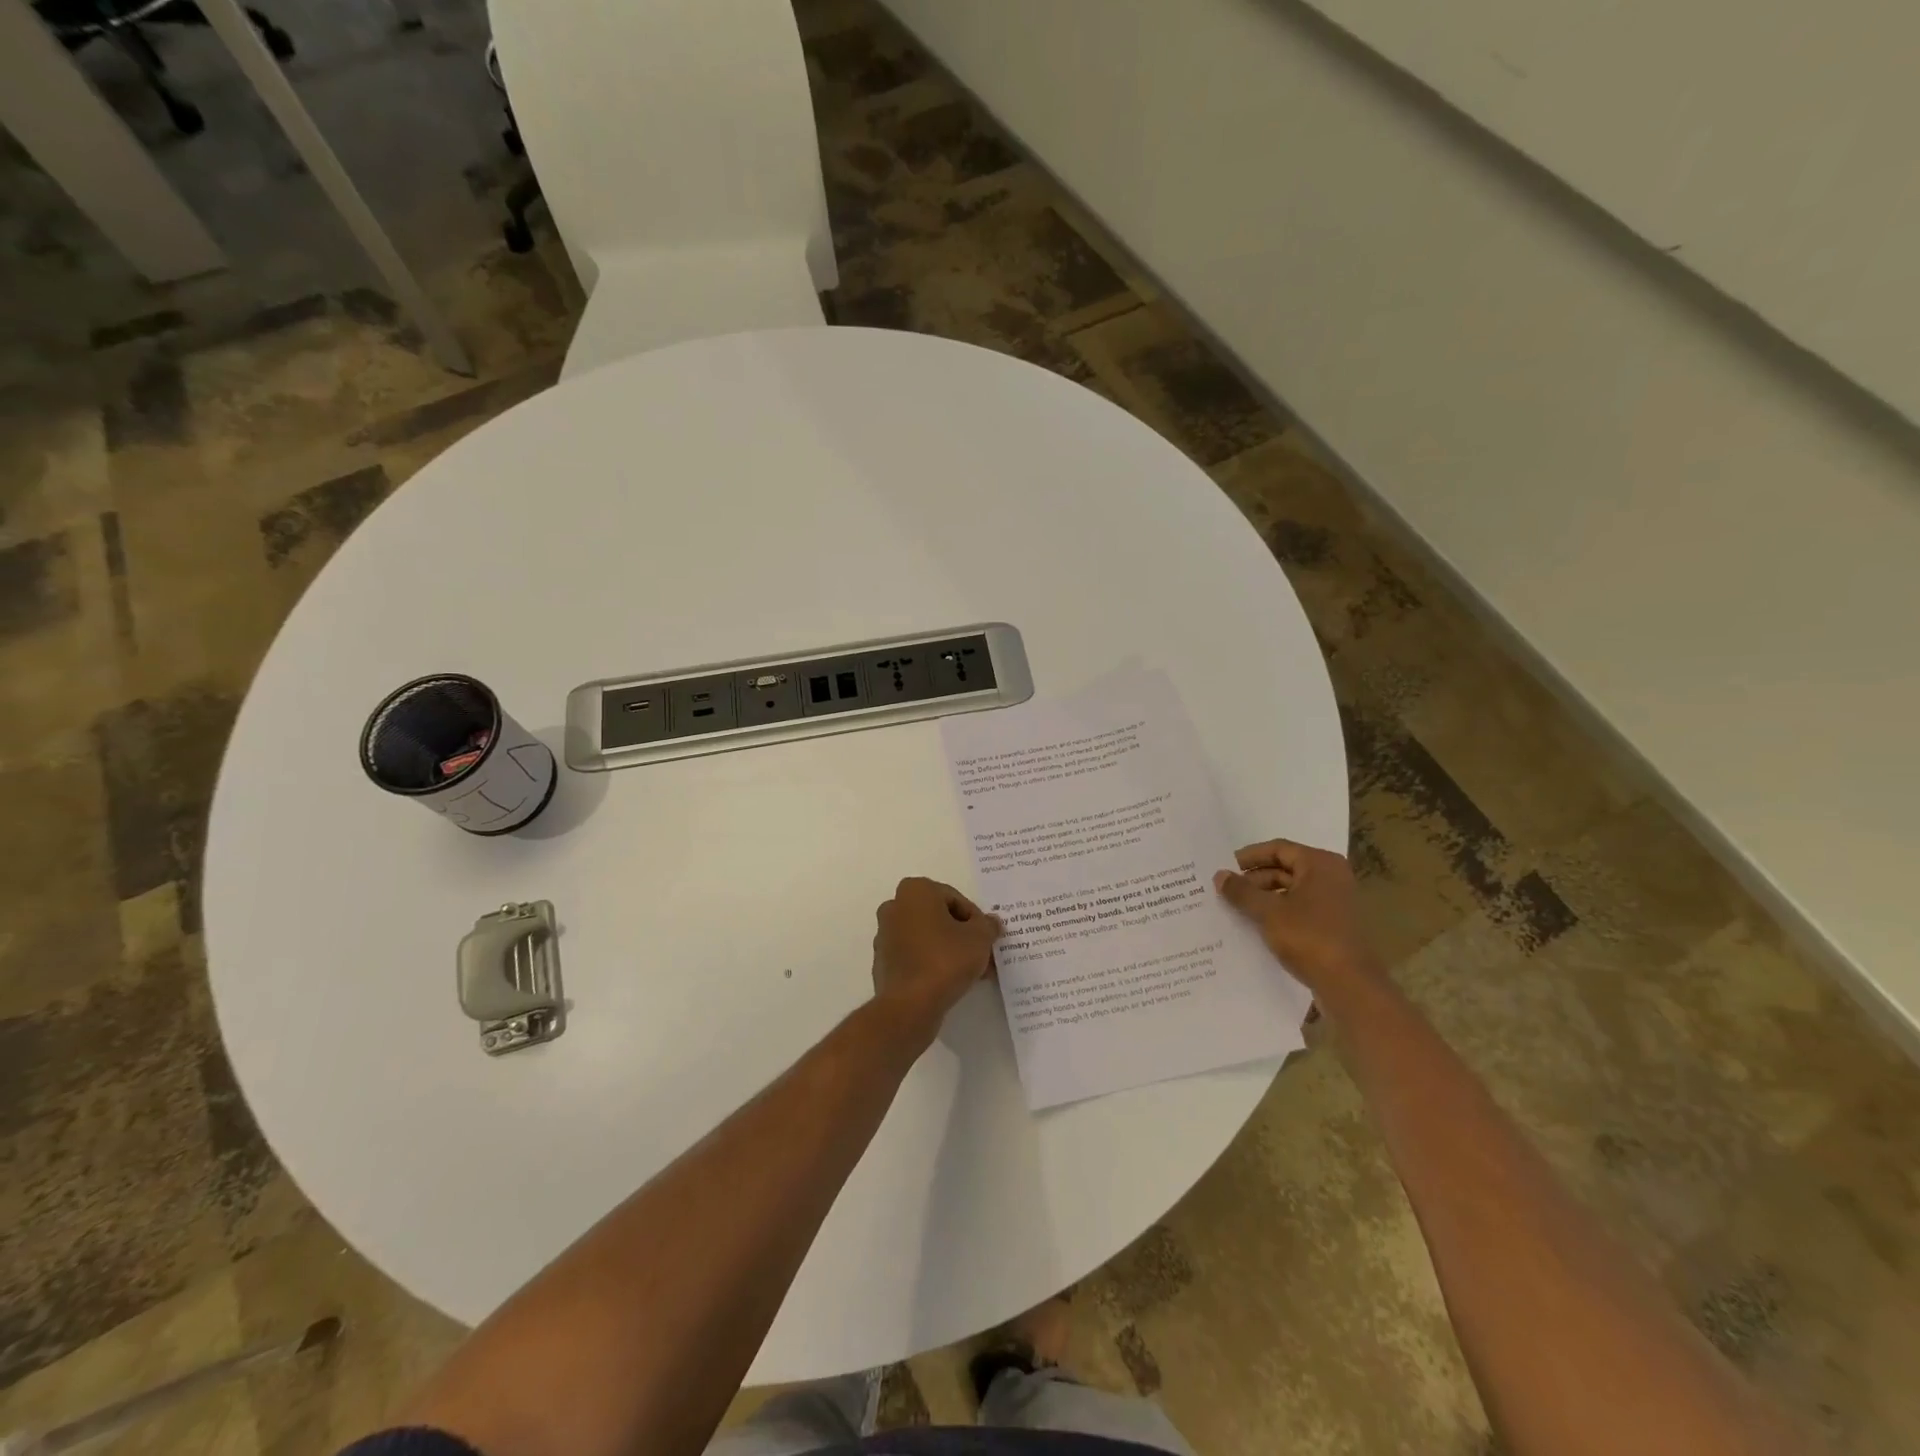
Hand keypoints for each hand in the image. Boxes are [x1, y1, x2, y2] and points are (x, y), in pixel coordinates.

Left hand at [870, 878, 1001, 1039]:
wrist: (910, 1005)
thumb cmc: (946, 960)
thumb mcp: (980, 938)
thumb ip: (988, 925)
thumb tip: (991, 922)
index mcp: (915, 891)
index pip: (955, 899)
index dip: (976, 919)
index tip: (986, 938)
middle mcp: (895, 907)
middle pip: (939, 917)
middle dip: (963, 935)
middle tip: (982, 955)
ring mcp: (885, 935)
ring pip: (928, 937)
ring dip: (950, 950)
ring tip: (973, 972)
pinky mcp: (883, 962)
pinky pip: (915, 956)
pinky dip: (932, 963)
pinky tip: (951, 982)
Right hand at [1213, 839, 1381, 995]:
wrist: (1350, 985)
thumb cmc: (1309, 937)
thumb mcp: (1268, 912)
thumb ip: (1242, 891)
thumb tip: (1219, 875)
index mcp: (1320, 864)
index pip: (1278, 849)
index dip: (1249, 857)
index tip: (1225, 867)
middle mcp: (1332, 876)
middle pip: (1285, 868)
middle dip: (1254, 879)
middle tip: (1227, 891)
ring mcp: (1336, 901)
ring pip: (1292, 890)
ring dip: (1264, 897)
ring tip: (1237, 908)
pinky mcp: (1334, 924)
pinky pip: (1300, 908)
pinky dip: (1279, 912)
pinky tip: (1257, 925)